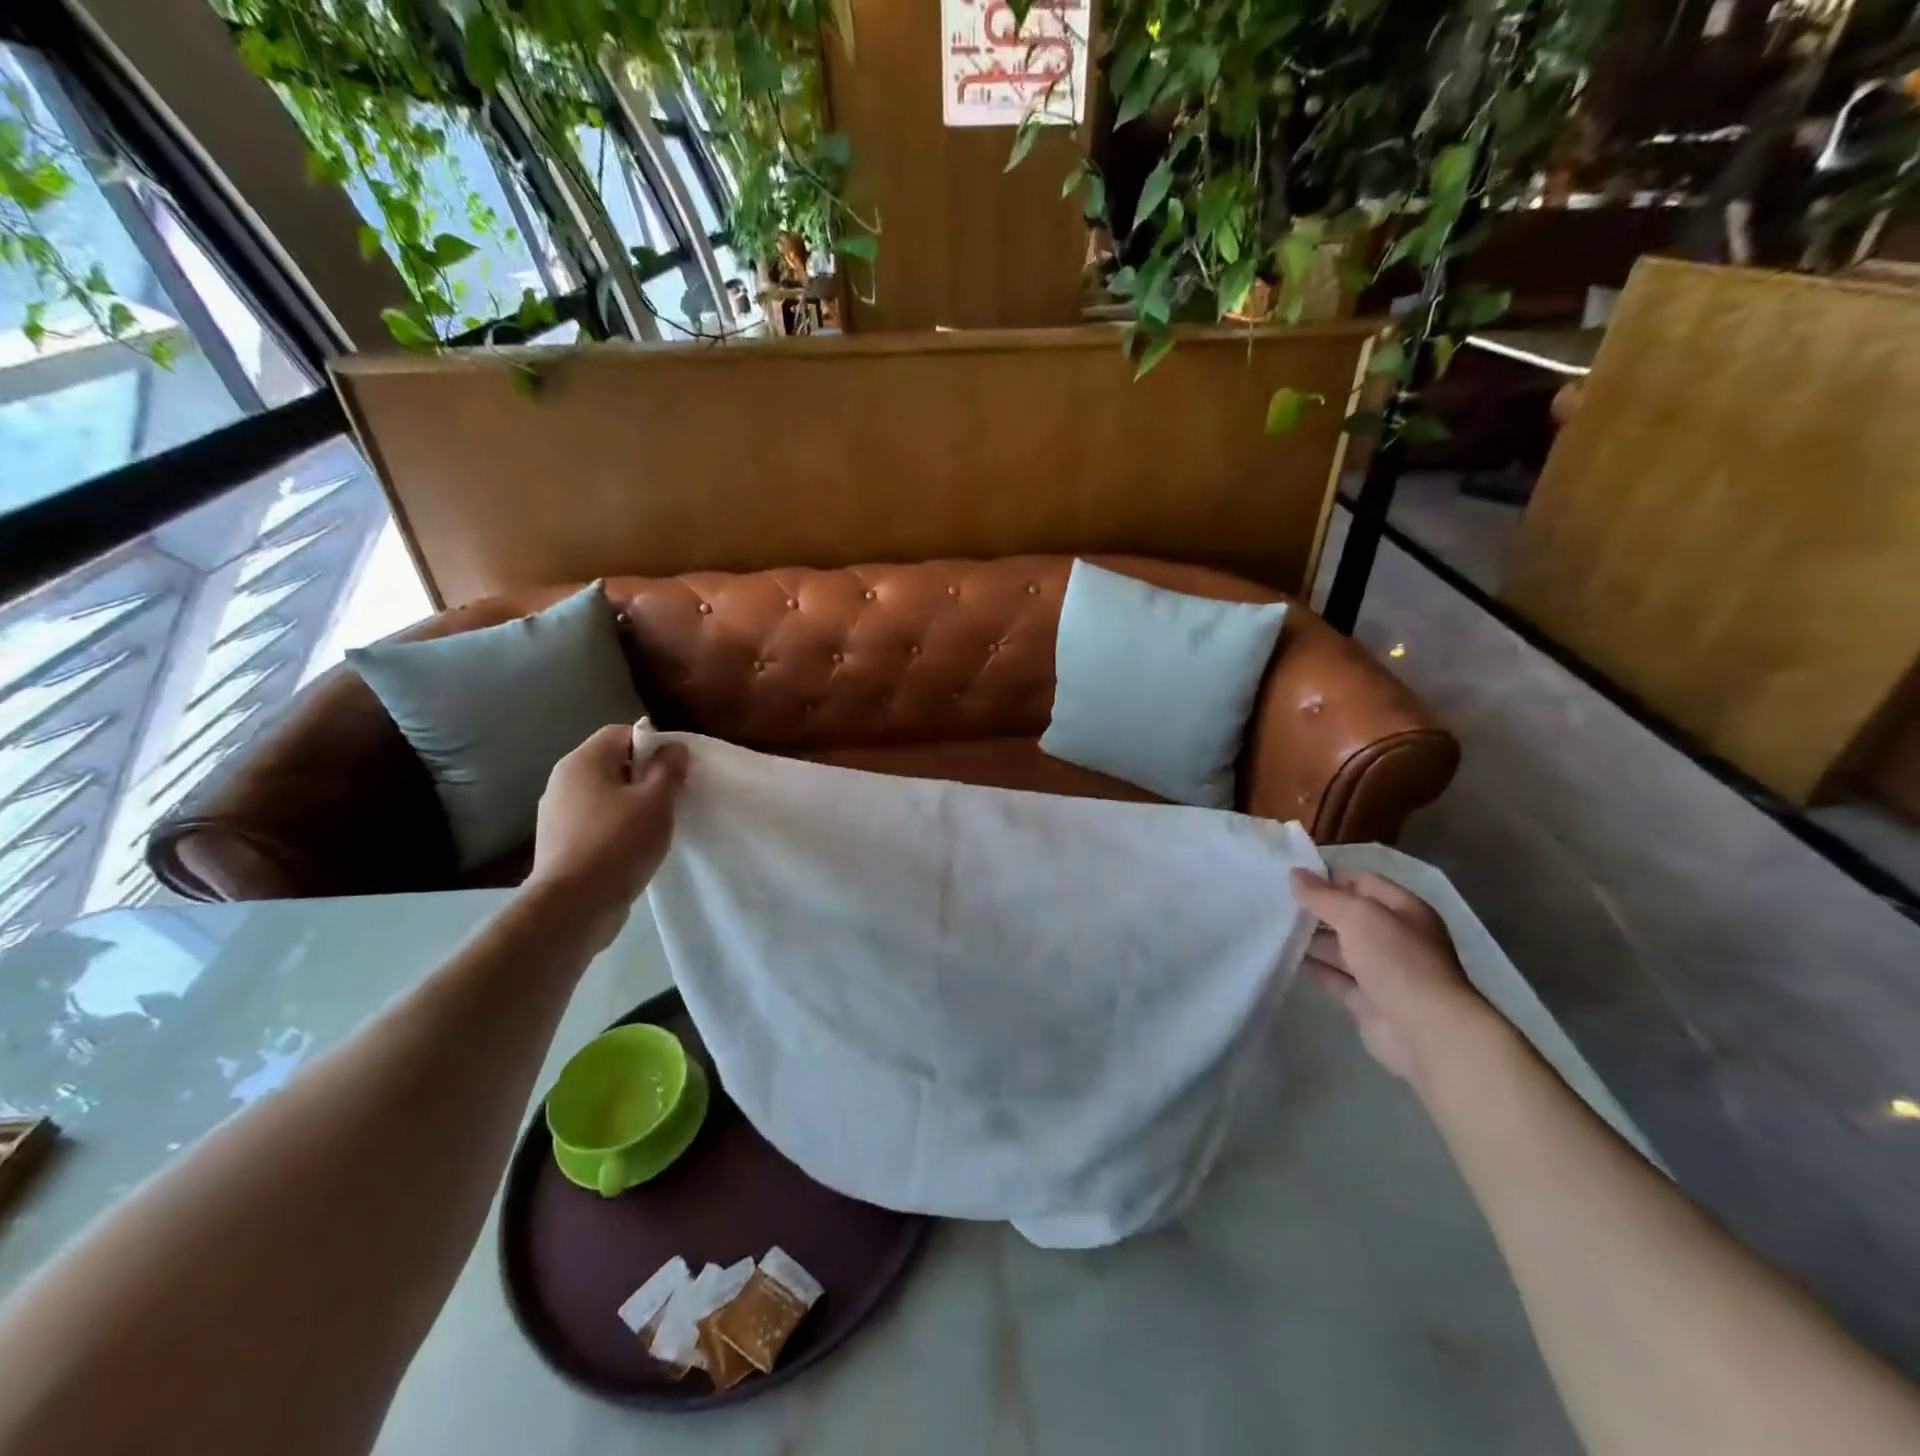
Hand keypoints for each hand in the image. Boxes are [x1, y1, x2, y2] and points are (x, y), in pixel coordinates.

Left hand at [526, 724, 687, 949]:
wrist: (574, 906)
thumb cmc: (618, 843)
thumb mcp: (656, 801)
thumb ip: (668, 769)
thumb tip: (673, 747)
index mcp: (582, 762)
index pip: (621, 733)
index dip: (653, 744)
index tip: (675, 768)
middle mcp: (563, 782)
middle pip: (612, 763)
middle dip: (645, 775)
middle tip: (671, 796)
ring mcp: (557, 814)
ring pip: (605, 795)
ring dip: (632, 804)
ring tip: (656, 824)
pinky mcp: (560, 843)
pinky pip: (596, 821)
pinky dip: (617, 826)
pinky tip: (635, 847)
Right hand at [1290, 867, 1491, 1086]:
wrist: (1427, 1033)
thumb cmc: (1398, 962)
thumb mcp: (1358, 917)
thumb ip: (1323, 896)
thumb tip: (1294, 874)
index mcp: (1404, 910)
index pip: (1362, 882)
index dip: (1328, 877)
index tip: (1290, 878)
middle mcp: (1395, 937)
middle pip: (1348, 915)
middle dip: (1315, 909)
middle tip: (1275, 902)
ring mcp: (1382, 970)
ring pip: (1339, 947)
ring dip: (1310, 939)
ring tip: (1272, 927)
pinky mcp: (1367, 1000)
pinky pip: (1334, 977)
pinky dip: (1313, 968)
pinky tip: (1284, 958)